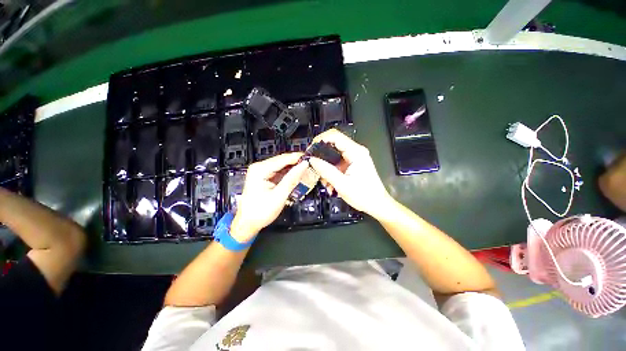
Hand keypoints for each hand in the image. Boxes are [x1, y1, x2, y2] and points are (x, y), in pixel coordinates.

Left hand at [230, 153, 307, 241]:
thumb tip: (303, 165)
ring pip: (281, 166)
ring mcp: (261, 172)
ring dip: (293, 168)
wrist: (247, 223)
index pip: (283, 159)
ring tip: (306, 170)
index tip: (311, 158)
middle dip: (296, 163)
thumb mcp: (279, 195)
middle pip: (282, 160)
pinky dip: (288, 174)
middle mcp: (259, 167)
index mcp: (260, 169)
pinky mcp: (264, 177)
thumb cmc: (260, 212)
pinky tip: (297, 176)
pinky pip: (279, 172)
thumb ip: (292, 179)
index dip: (298, 157)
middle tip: (311, 165)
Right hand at [308, 129, 393, 217]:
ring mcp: (354, 158)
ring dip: (326, 167)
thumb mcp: (342, 184)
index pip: (335, 136)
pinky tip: (330, 183)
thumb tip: (312, 160)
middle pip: (333, 145)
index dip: (320, 139)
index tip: (310, 149)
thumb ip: (326, 171)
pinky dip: (331, 171)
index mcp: (356, 152)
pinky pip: (337, 163)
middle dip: (321, 156)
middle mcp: (356, 151)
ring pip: (333, 156)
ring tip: (325, 181)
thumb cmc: (364, 195)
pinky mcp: (352, 164)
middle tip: (313, 166)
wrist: (377, 204)